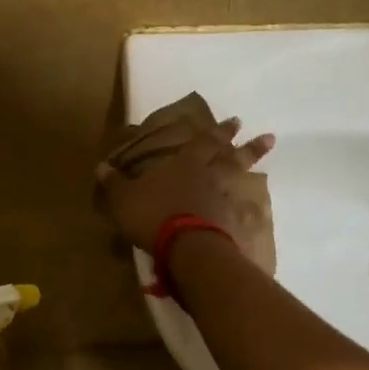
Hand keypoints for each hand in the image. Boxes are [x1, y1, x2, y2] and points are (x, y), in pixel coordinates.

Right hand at [94, 115, 274, 251]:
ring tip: (265, 162)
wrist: (186, 247)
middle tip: (268, 136)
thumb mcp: (123, 198)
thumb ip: (114, 183)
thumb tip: (100, 166)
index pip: (204, 142)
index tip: (236, 121)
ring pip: (240, 180)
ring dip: (252, 169)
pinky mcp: (230, 226)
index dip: (219, 132)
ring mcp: (223, 201)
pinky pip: (240, 213)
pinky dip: (247, 210)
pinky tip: (253, 213)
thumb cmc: (153, 214)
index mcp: (185, 165)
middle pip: (232, 157)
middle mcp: (209, 177)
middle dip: (247, 146)